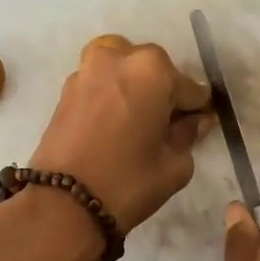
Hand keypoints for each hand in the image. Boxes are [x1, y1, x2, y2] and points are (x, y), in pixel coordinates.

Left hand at [28, 35, 212, 234]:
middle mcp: (118, 57)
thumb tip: (194, 121)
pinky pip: (101, 84)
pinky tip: (115, 126)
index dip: (197, 110)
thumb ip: (189, 135)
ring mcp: (87, 69)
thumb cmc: (127, 182)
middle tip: (165, 128)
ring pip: (124, 72)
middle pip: (155, 72)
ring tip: (137, 126)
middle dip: (163, 95)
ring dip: (135, 91)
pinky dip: (112, 97)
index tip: (198, 127)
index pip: (191, 88)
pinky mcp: (66, 89)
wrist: (62, 203)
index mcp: (152, 69)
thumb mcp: (174, 164)